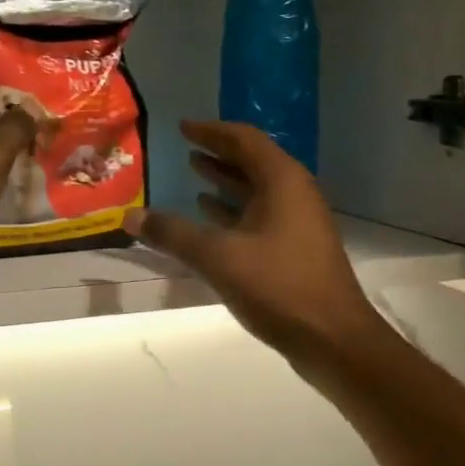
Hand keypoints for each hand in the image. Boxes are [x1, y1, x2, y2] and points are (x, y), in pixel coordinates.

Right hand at [125, 121, 386, 366]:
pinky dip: (234, 211)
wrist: (333, 339)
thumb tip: (130, 215)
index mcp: (282, 181)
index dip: (211, 131)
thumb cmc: (279, 286)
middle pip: (252, 162)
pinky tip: (210, 217)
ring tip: (194, 174)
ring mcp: (298, 222)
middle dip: (218, 154)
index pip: (244, 140)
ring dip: (226, 182)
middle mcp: (294, 193)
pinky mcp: (296, 249)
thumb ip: (174, 234)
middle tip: (186, 148)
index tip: (182, 126)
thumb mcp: (219, 257)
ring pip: (257, 190)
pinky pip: (260, 216)